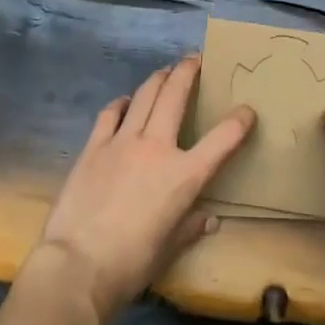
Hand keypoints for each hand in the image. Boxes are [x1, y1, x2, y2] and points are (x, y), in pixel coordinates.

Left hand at [32, 54, 255, 324]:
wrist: (77, 265)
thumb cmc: (130, 264)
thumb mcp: (169, 249)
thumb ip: (190, 228)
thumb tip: (208, 219)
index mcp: (183, 175)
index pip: (221, 140)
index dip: (238, 122)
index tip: (247, 110)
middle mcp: (156, 147)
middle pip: (175, 96)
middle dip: (188, 72)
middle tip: (194, 59)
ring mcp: (122, 142)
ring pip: (144, 95)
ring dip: (158, 78)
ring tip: (165, 70)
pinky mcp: (94, 146)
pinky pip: (110, 113)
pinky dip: (121, 103)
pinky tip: (124, 101)